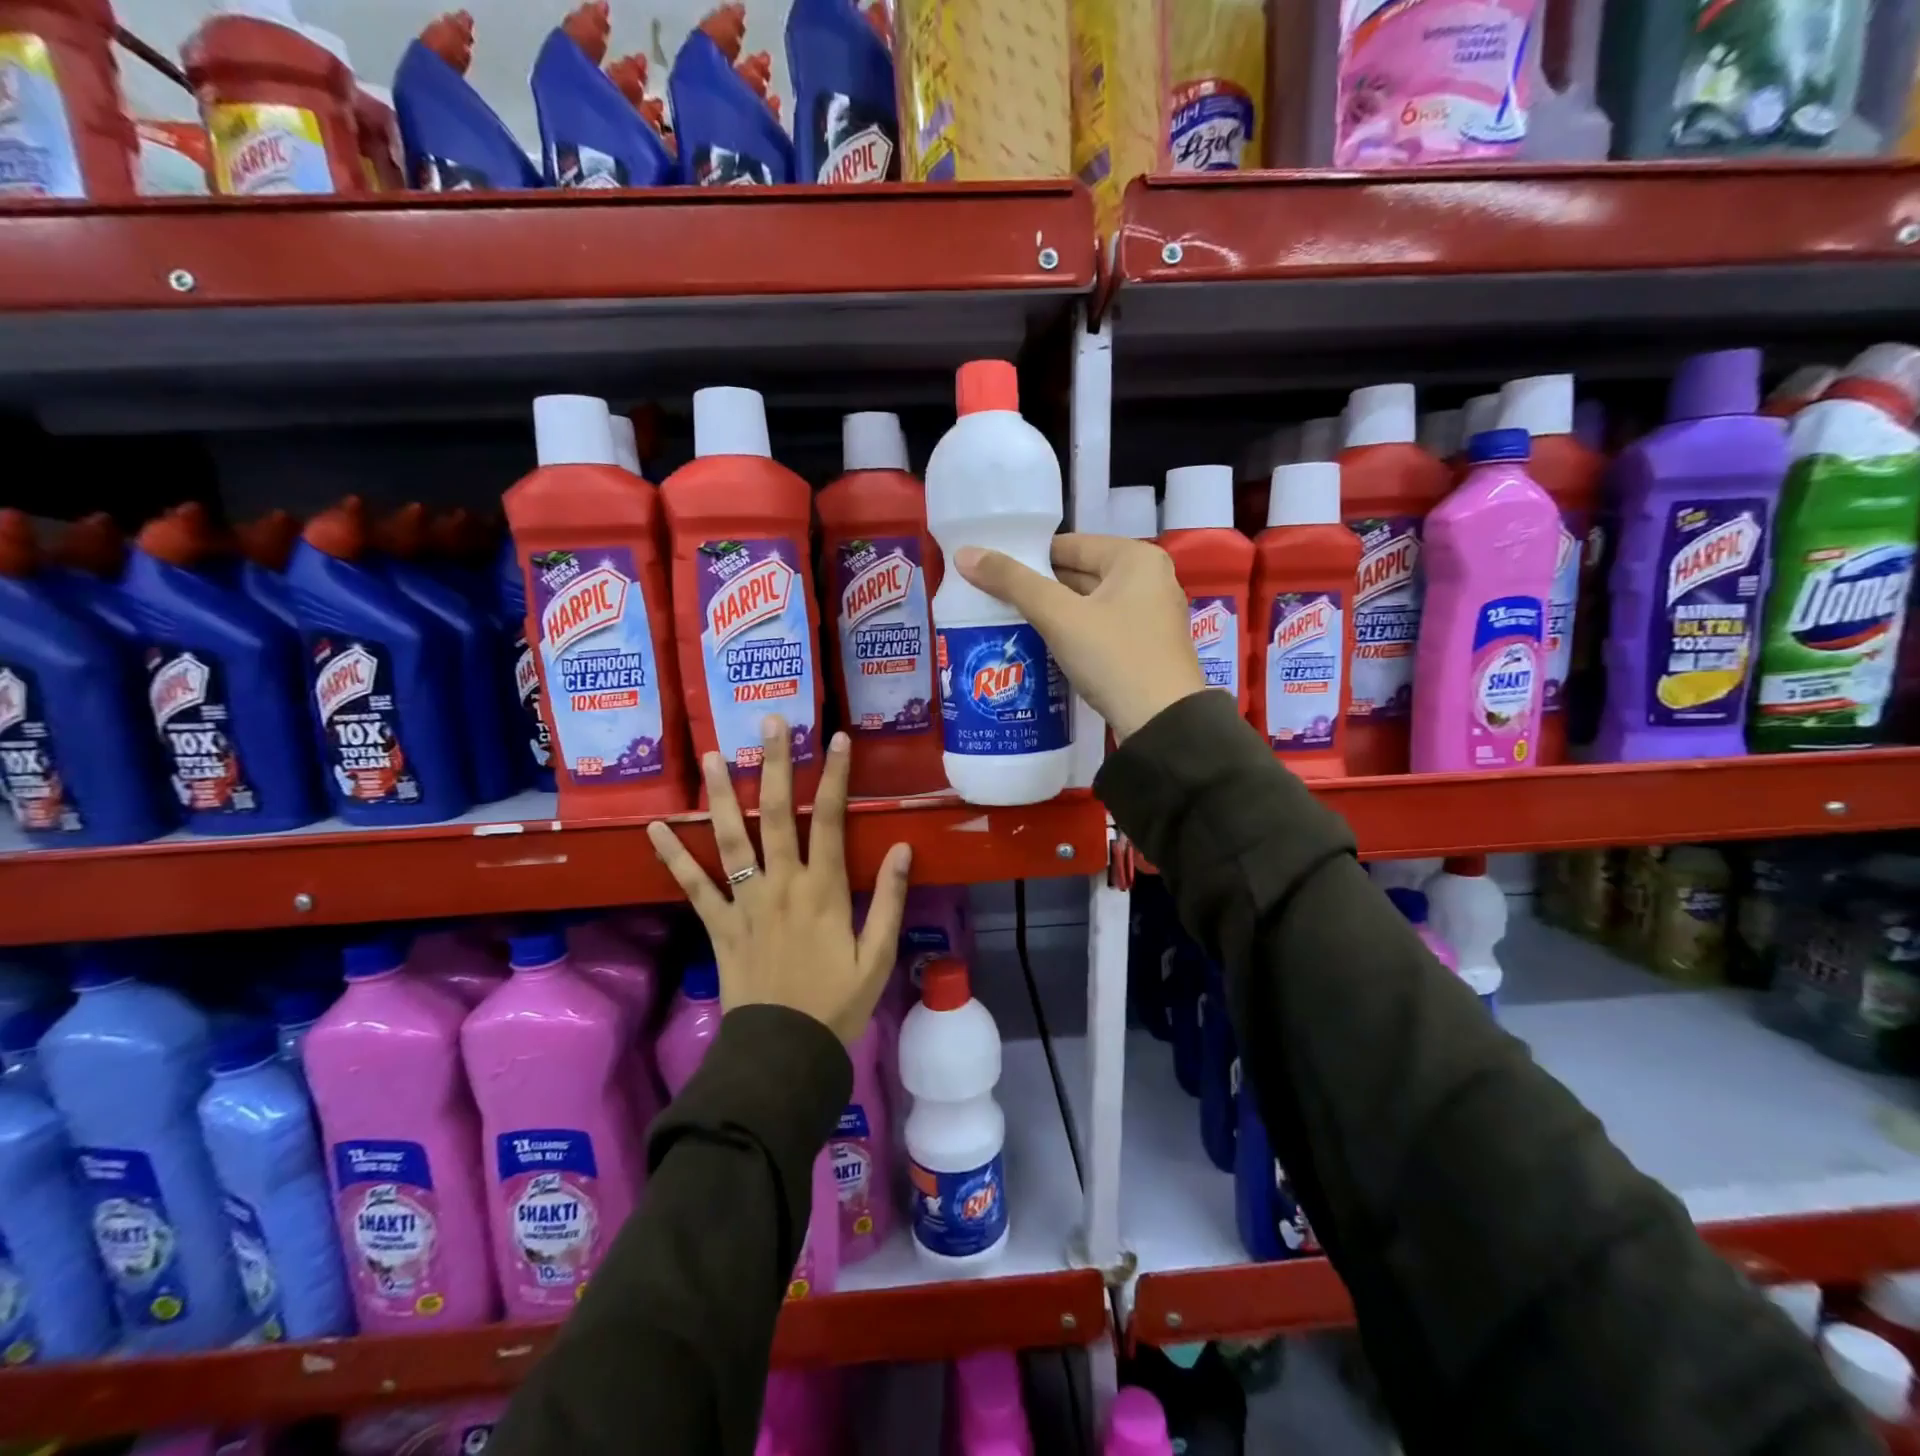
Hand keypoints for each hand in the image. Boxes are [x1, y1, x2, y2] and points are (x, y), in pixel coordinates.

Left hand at [645, 717, 912, 1044]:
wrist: (783, 1053)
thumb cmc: (837, 1005)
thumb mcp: (877, 957)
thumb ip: (888, 900)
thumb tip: (900, 848)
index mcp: (822, 890)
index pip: (829, 819)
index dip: (834, 776)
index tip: (837, 738)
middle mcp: (780, 884)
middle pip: (774, 814)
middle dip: (773, 764)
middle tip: (769, 722)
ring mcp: (744, 902)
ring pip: (729, 839)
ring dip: (719, 795)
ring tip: (710, 755)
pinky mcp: (718, 926)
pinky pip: (692, 887)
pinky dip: (672, 857)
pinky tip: (655, 828)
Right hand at [954, 534, 1205, 741]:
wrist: (1162, 725)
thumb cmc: (1114, 658)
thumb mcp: (1059, 617)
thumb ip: (1012, 583)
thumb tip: (964, 554)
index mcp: (1136, 558)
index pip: (1069, 545)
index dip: (1028, 557)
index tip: (991, 574)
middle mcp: (1150, 579)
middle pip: (1080, 574)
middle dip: (1038, 588)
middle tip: (992, 600)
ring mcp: (1151, 616)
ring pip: (1088, 604)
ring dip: (1053, 614)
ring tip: (1008, 623)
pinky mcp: (1146, 648)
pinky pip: (1100, 629)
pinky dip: (1073, 634)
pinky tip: (1042, 647)